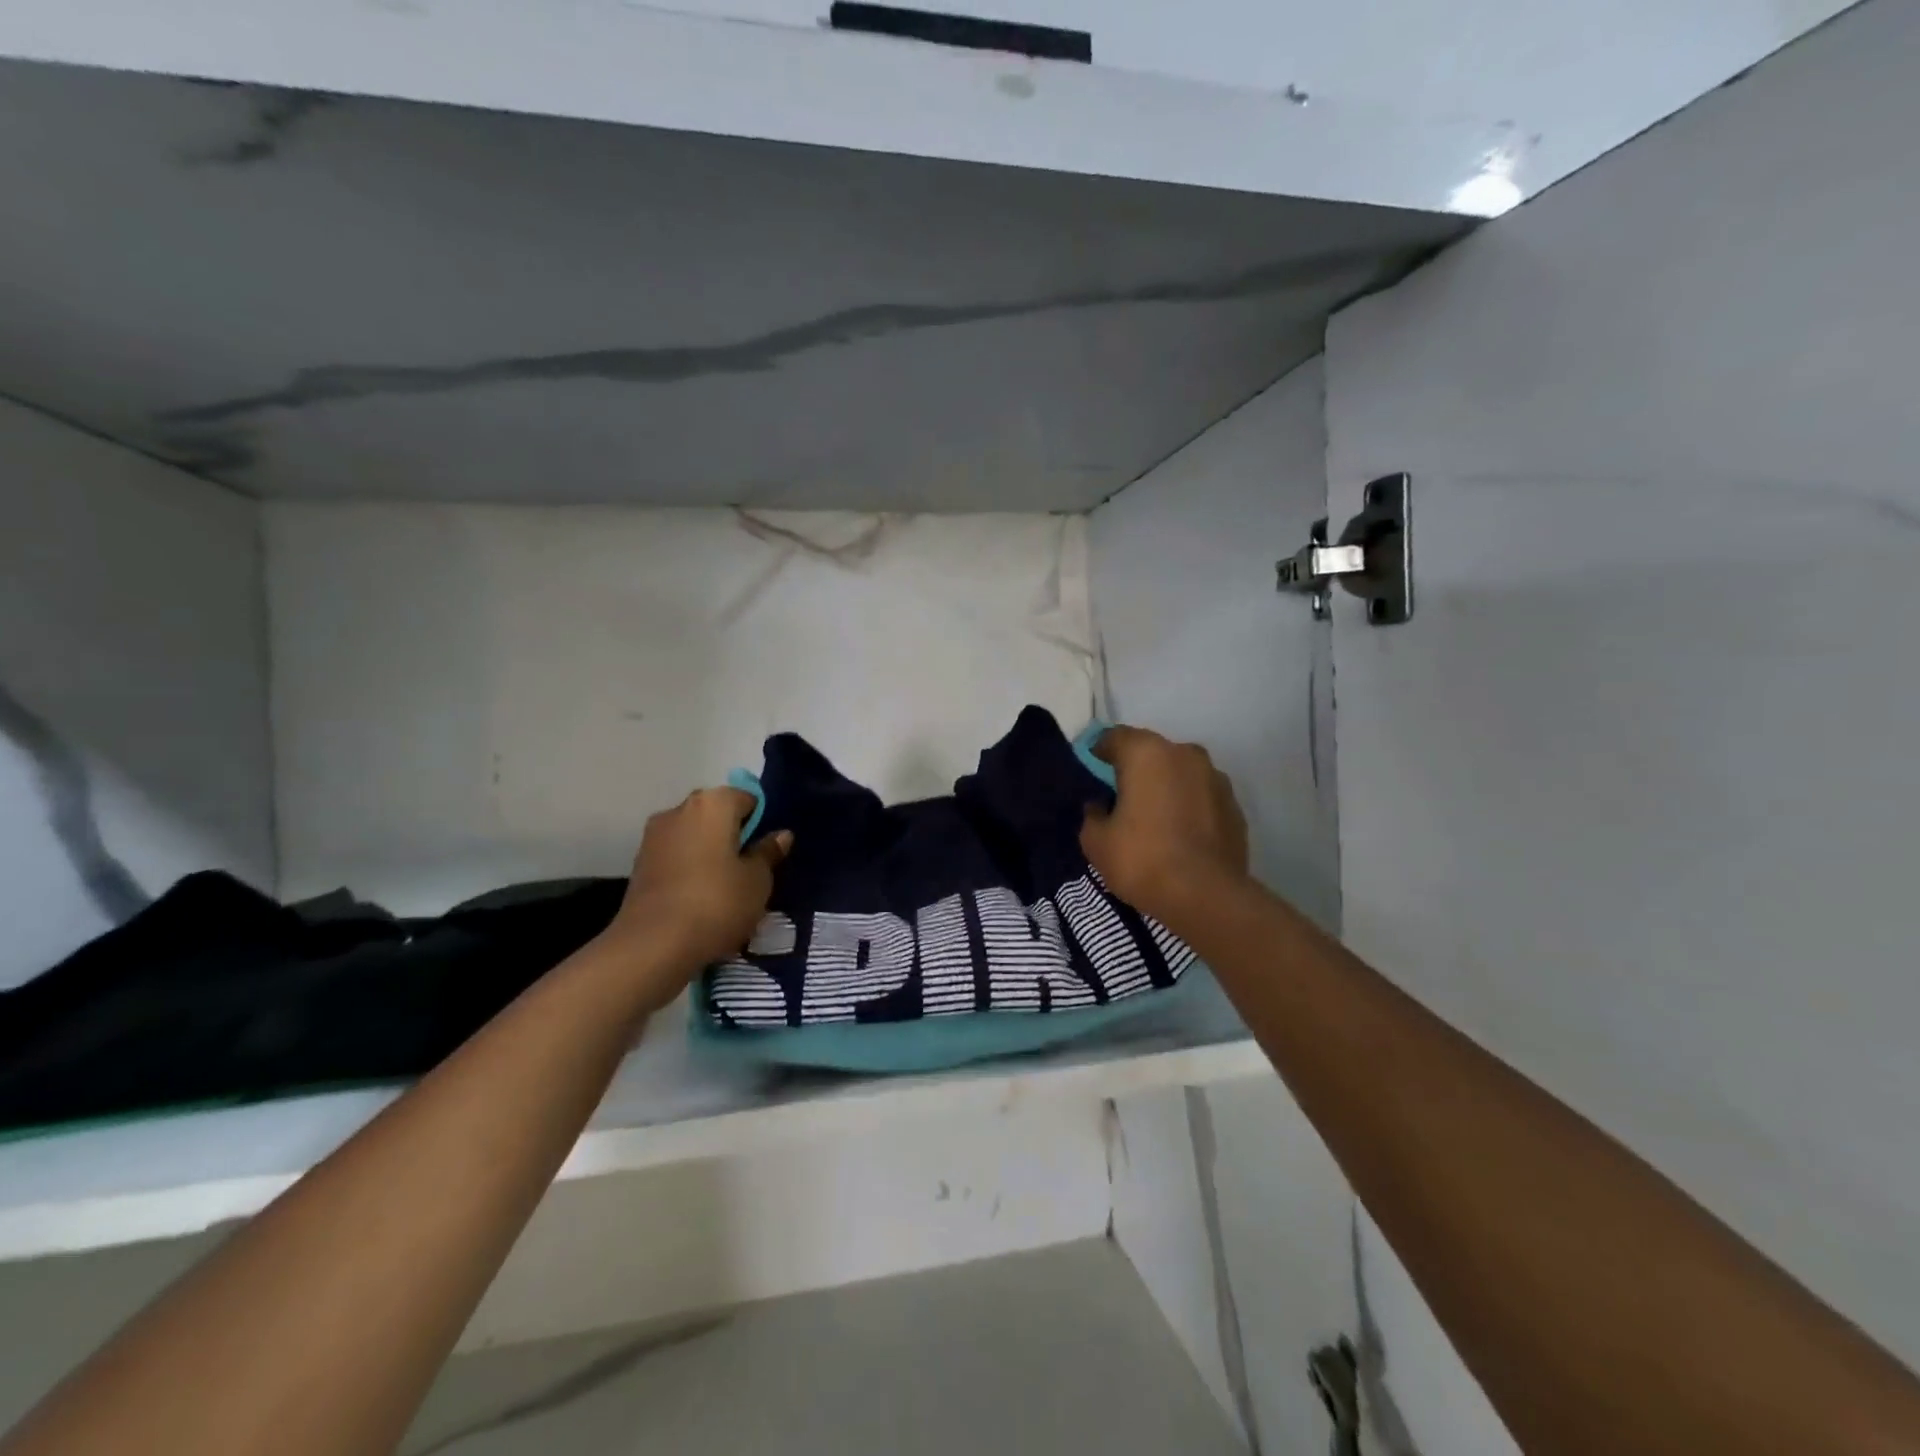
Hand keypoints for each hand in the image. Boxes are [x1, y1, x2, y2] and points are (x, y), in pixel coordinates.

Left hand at [608, 787, 791, 975]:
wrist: (653, 945)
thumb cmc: (717, 903)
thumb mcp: (758, 881)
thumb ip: (768, 853)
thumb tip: (780, 834)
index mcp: (713, 803)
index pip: (747, 799)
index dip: (761, 823)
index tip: (767, 853)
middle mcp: (680, 810)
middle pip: (717, 815)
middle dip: (734, 836)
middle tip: (749, 872)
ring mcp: (655, 836)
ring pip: (695, 837)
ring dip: (710, 854)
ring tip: (725, 890)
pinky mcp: (639, 864)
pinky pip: (676, 857)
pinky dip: (690, 870)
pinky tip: (700, 900)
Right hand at [1081, 726, 1249, 927]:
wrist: (1207, 896)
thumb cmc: (1142, 859)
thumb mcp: (1096, 842)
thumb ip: (1092, 815)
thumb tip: (1099, 806)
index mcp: (1146, 753)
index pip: (1114, 737)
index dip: (1099, 753)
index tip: (1092, 774)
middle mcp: (1185, 754)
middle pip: (1151, 753)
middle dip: (1135, 770)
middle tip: (1121, 800)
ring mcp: (1216, 778)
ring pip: (1180, 774)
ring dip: (1166, 788)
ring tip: (1154, 820)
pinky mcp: (1235, 806)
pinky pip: (1201, 798)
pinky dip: (1189, 808)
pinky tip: (1180, 836)